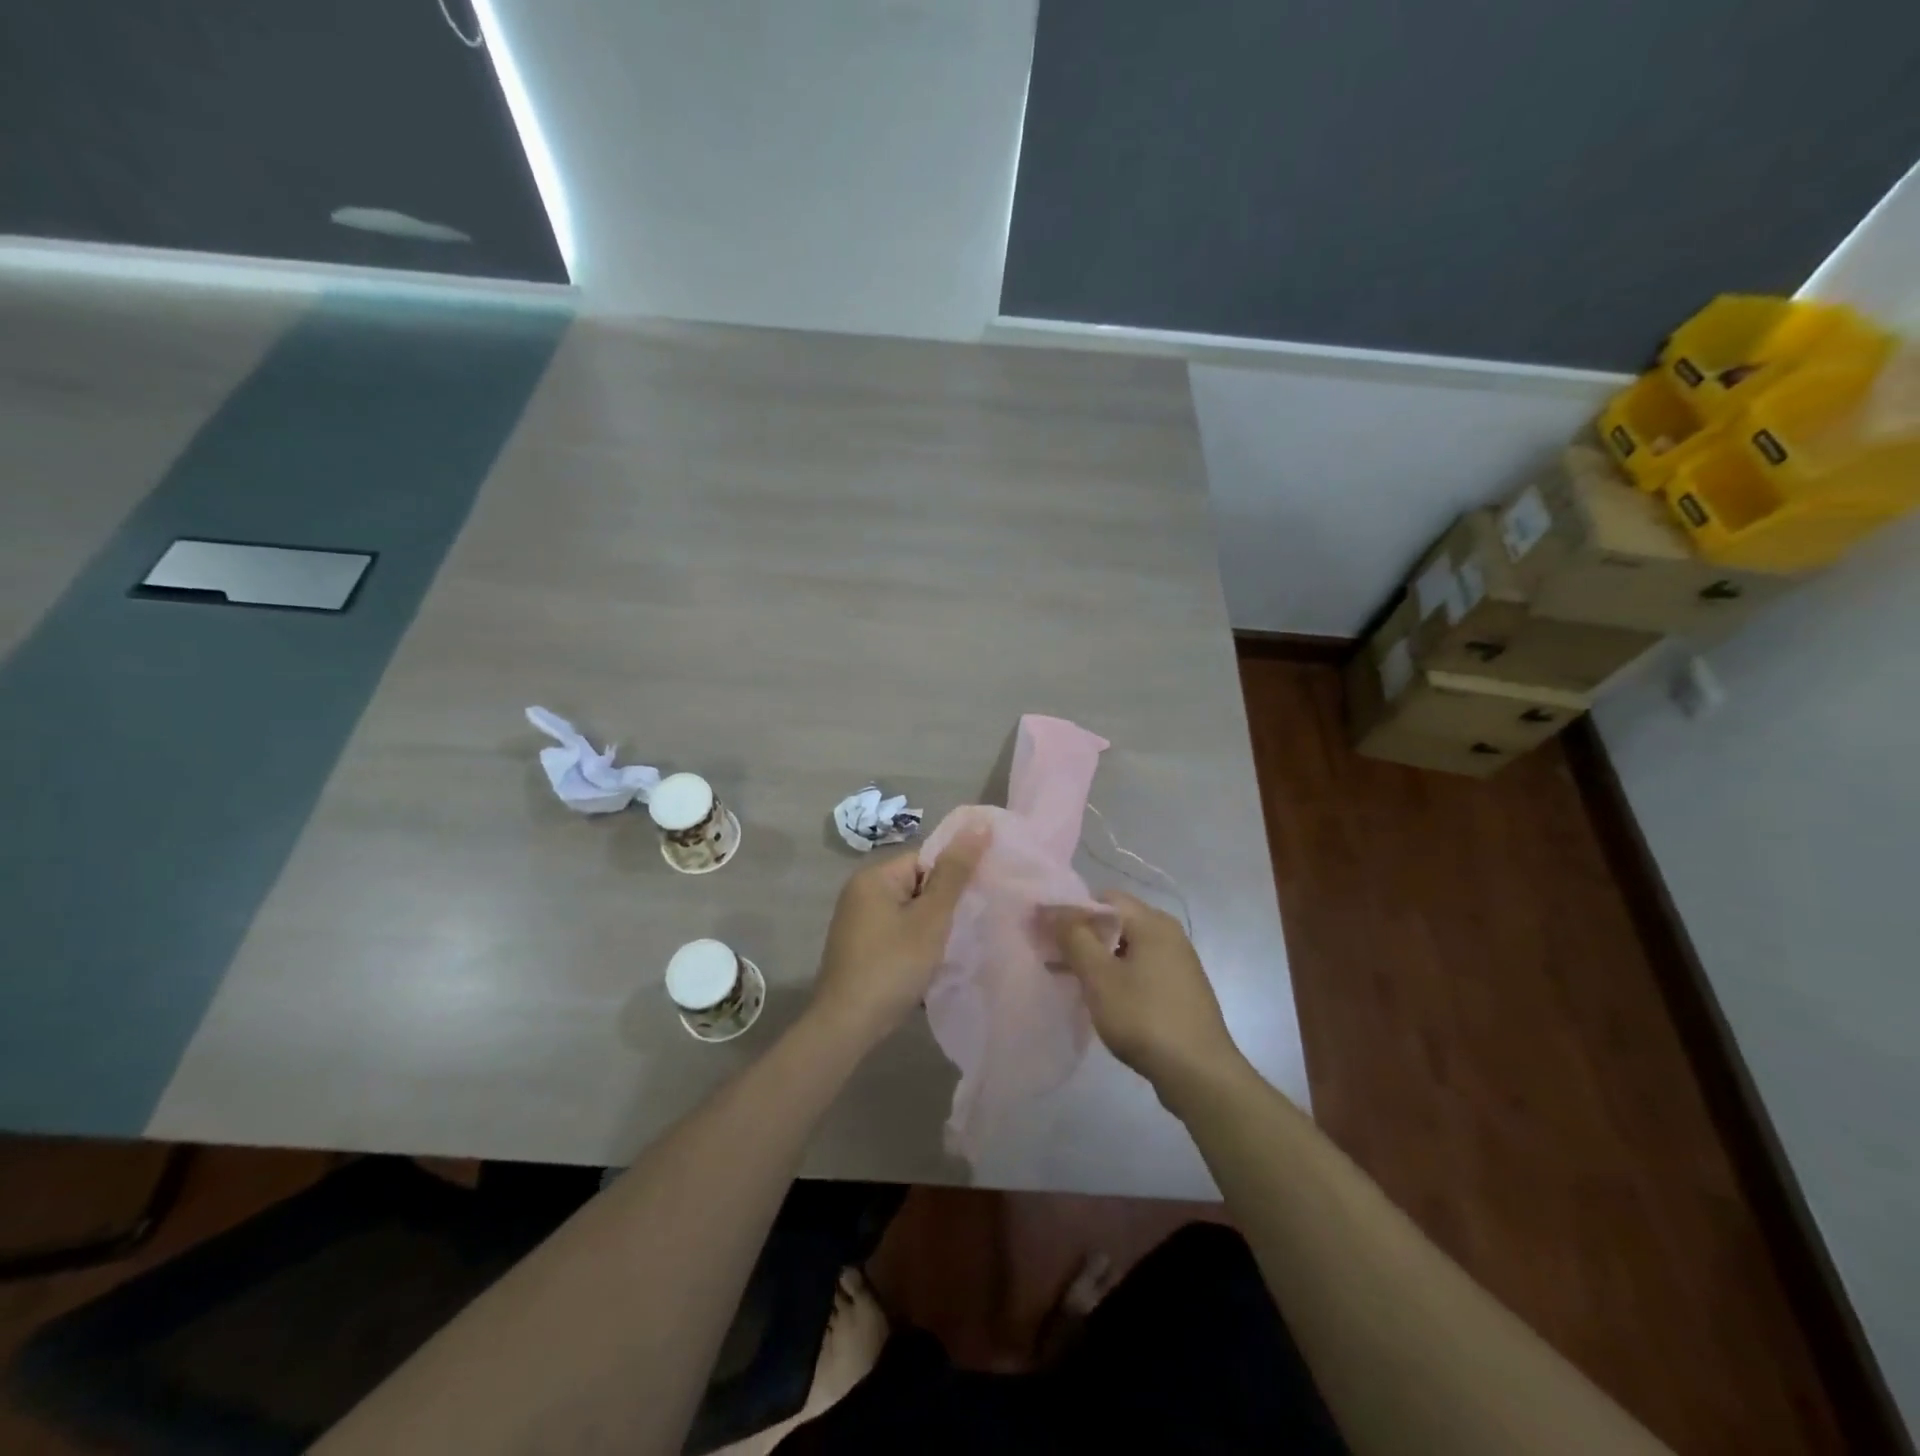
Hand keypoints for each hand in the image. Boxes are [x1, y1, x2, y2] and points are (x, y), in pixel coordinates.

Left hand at [810, 828, 988, 1046]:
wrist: (847, 1026)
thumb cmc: (892, 965)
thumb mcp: (931, 918)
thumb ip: (955, 872)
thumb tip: (979, 824)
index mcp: (874, 876)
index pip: (926, 859)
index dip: (954, 878)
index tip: (977, 900)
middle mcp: (860, 892)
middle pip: (917, 885)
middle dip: (944, 905)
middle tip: (969, 925)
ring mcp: (857, 922)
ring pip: (909, 912)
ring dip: (931, 928)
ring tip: (952, 947)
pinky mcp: (859, 948)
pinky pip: (897, 933)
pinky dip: (914, 944)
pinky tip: (929, 965)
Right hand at [1048, 893, 1244, 1097]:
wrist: (1199, 1074)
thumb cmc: (1144, 1018)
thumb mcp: (1100, 977)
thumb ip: (1073, 937)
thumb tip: (1051, 909)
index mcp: (1152, 922)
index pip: (1103, 898)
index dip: (1070, 910)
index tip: (1045, 931)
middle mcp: (1169, 934)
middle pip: (1116, 921)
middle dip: (1082, 935)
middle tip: (1052, 955)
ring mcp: (1178, 963)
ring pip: (1126, 947)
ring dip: (1097, 958)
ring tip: (1068, 978)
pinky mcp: (1179, 989)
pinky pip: (1140, 969)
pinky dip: (1116, 975)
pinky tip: (1100, 997)